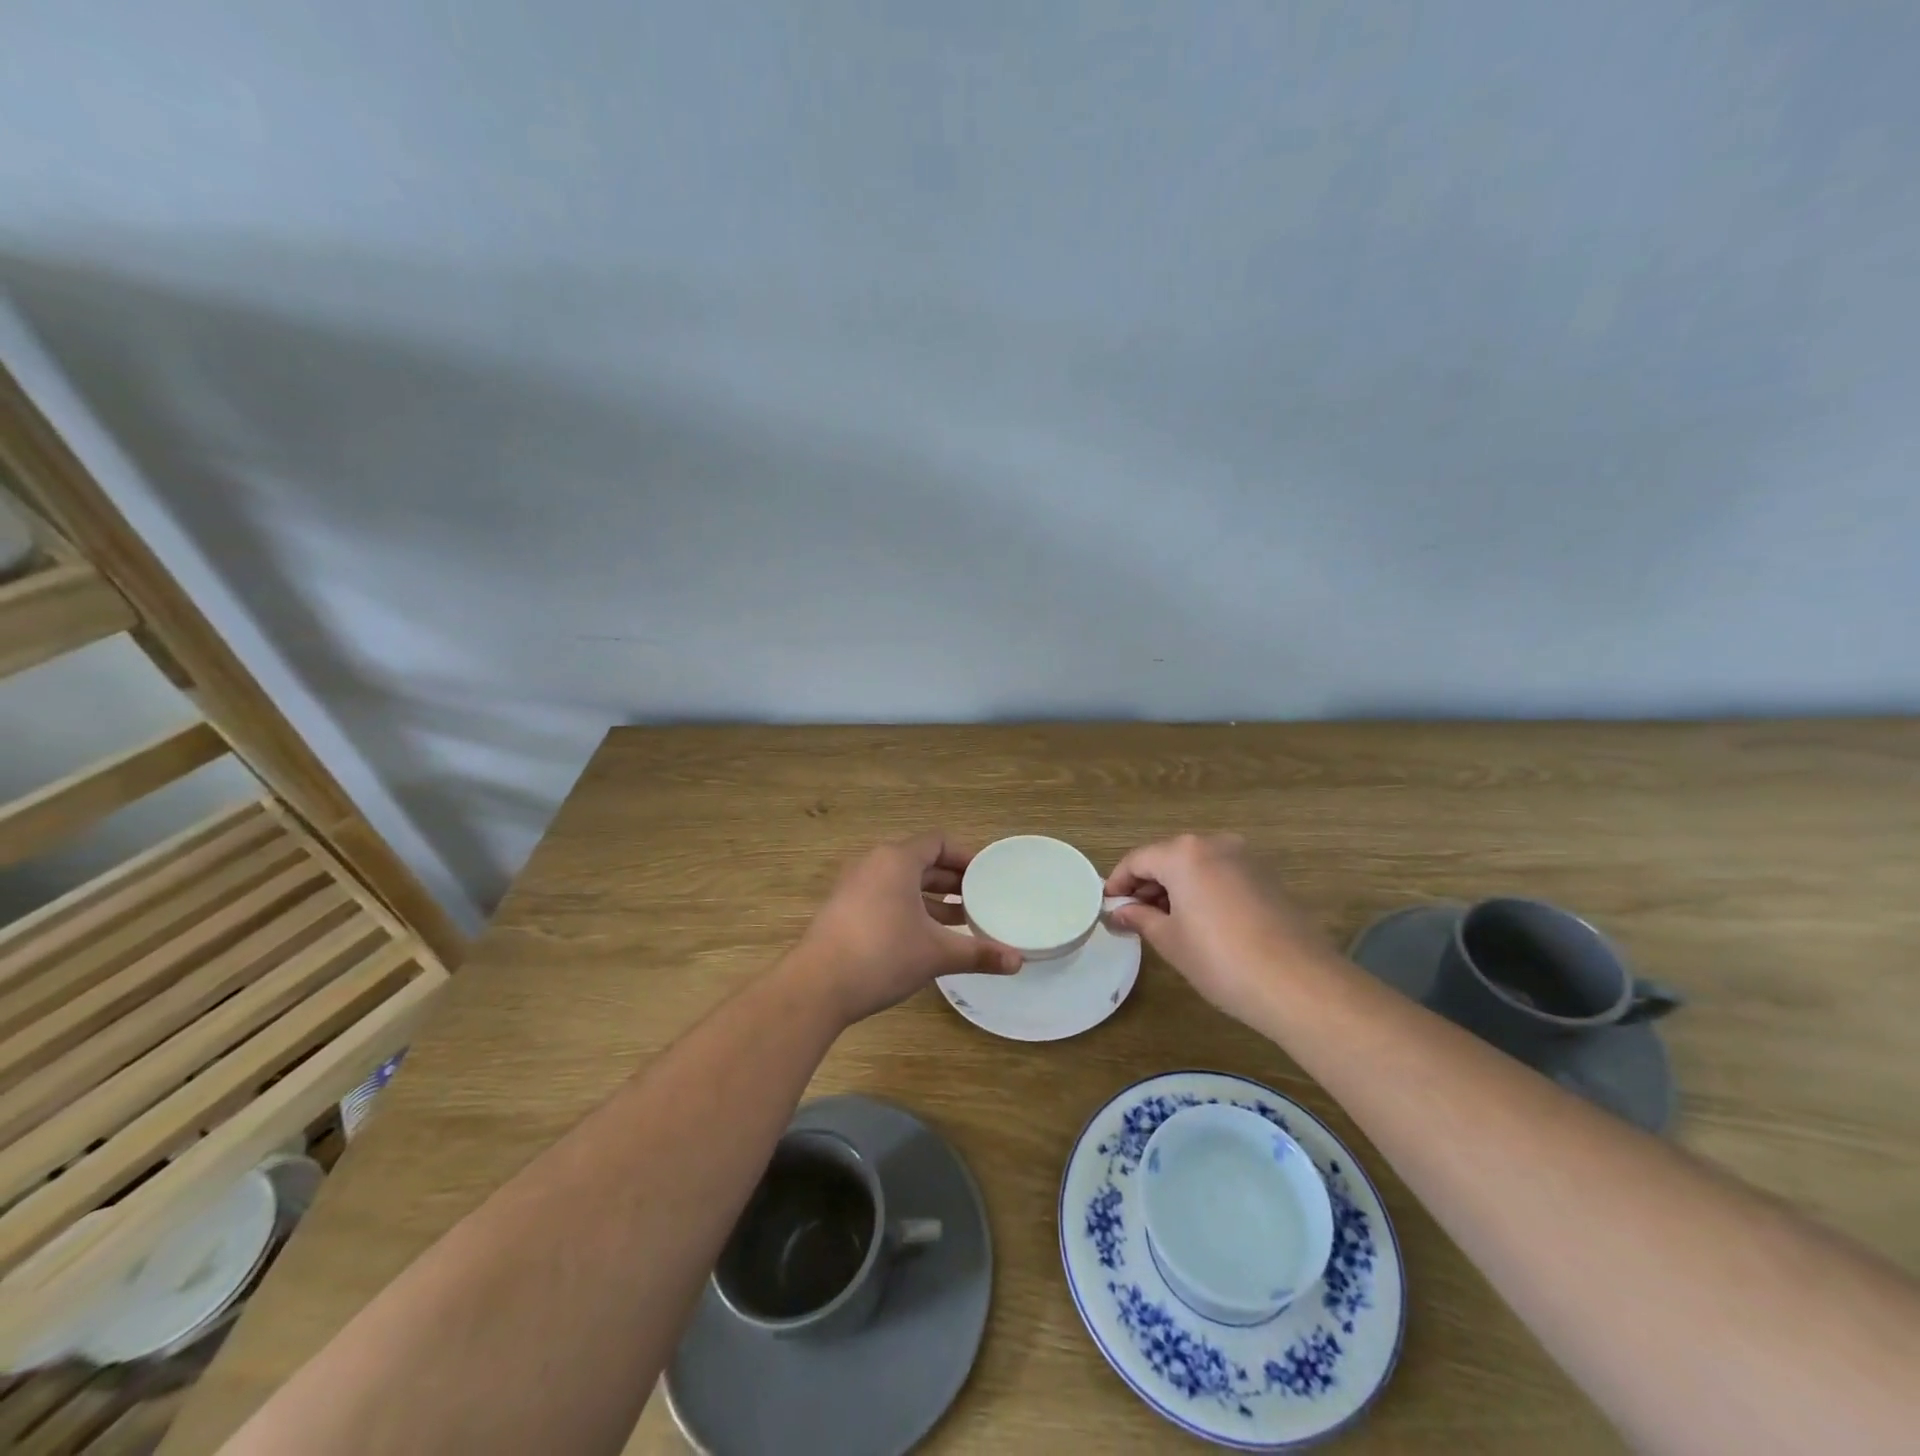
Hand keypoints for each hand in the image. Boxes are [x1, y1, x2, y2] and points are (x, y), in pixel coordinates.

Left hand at [794, 832, 1021, 1025]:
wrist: (817, 985)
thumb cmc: (882, 955)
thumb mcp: (936, 953)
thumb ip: (979, 953)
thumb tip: (1018, 962)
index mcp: (897, 860)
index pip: (938, 842)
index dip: (966, 856)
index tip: (988, 876)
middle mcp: (874, 864)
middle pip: (920, 861)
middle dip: (952, 881)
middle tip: (979, 900)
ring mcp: (854, 886)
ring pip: (902, 882)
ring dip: (931, 898)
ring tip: (960, 921)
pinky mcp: (843, 910)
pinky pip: (885, 897)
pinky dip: (909, 909)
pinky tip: (925, 938)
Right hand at [1106, 833, 1335, 1027]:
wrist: (1298, 984)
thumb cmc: (1220, 960)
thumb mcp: (1170, 940)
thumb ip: (1140, 918)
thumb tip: (1118, 911)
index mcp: (1184, 853)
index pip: (1138, 859)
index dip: (1118, 882)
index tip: (1108, 905)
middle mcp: (1215, 844)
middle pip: (1168, 858)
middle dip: (1148, 885)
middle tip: (1133, 917)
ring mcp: (1246, 858)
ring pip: (1197, 865)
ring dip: (1176, 888)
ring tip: (1165, 923)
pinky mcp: (1268, 877)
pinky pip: (1222, 875)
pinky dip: (1203, 890)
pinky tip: (1201, 923)